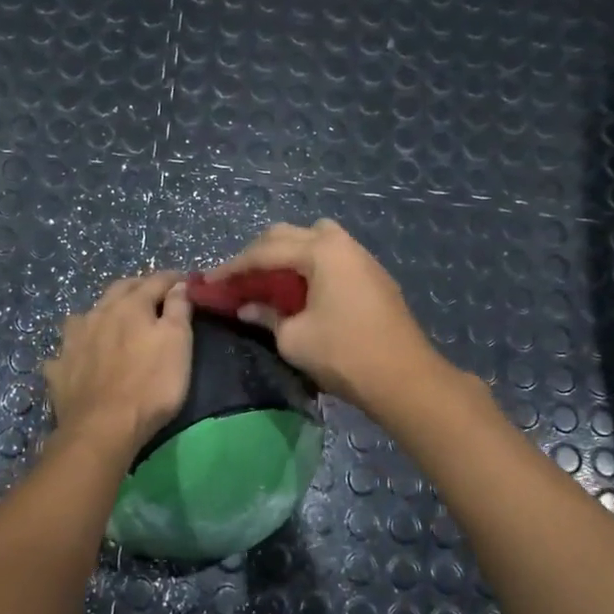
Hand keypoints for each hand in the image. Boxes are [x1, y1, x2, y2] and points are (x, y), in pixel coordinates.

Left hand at [44, 272, 193, 455]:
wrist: (102, 428)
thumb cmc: (150, 385)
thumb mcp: (177, 344)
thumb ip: (178, 309)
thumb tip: (179, 284)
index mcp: (130, 305)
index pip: (155, 281)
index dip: (173, 279)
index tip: (185, 281)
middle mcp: (97, 313)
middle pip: (119, 290)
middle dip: (138, 287)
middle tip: (153, 294)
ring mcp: (72, 340)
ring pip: (87, 315)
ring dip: (103, 313)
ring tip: (113, 321)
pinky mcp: (58, 368)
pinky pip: (67, 350)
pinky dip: (78, 348)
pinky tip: (80, 357)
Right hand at [208, 220, 444, 411]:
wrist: (403, 378)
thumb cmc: (343, 354)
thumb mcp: (293, 337)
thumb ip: (266, 316)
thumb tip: (247, 308)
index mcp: (321, 251)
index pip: (265, 251)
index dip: (233, 267)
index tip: (209, 282)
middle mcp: (342, 244)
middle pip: (289, 235)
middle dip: (258, 254)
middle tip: (237, 278)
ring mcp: (361, 258)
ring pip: (314, 239)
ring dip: (286, 254)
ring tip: (268, 279)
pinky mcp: (372, 276)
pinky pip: (332, 257)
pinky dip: (308, 265)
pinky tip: (298, 289)